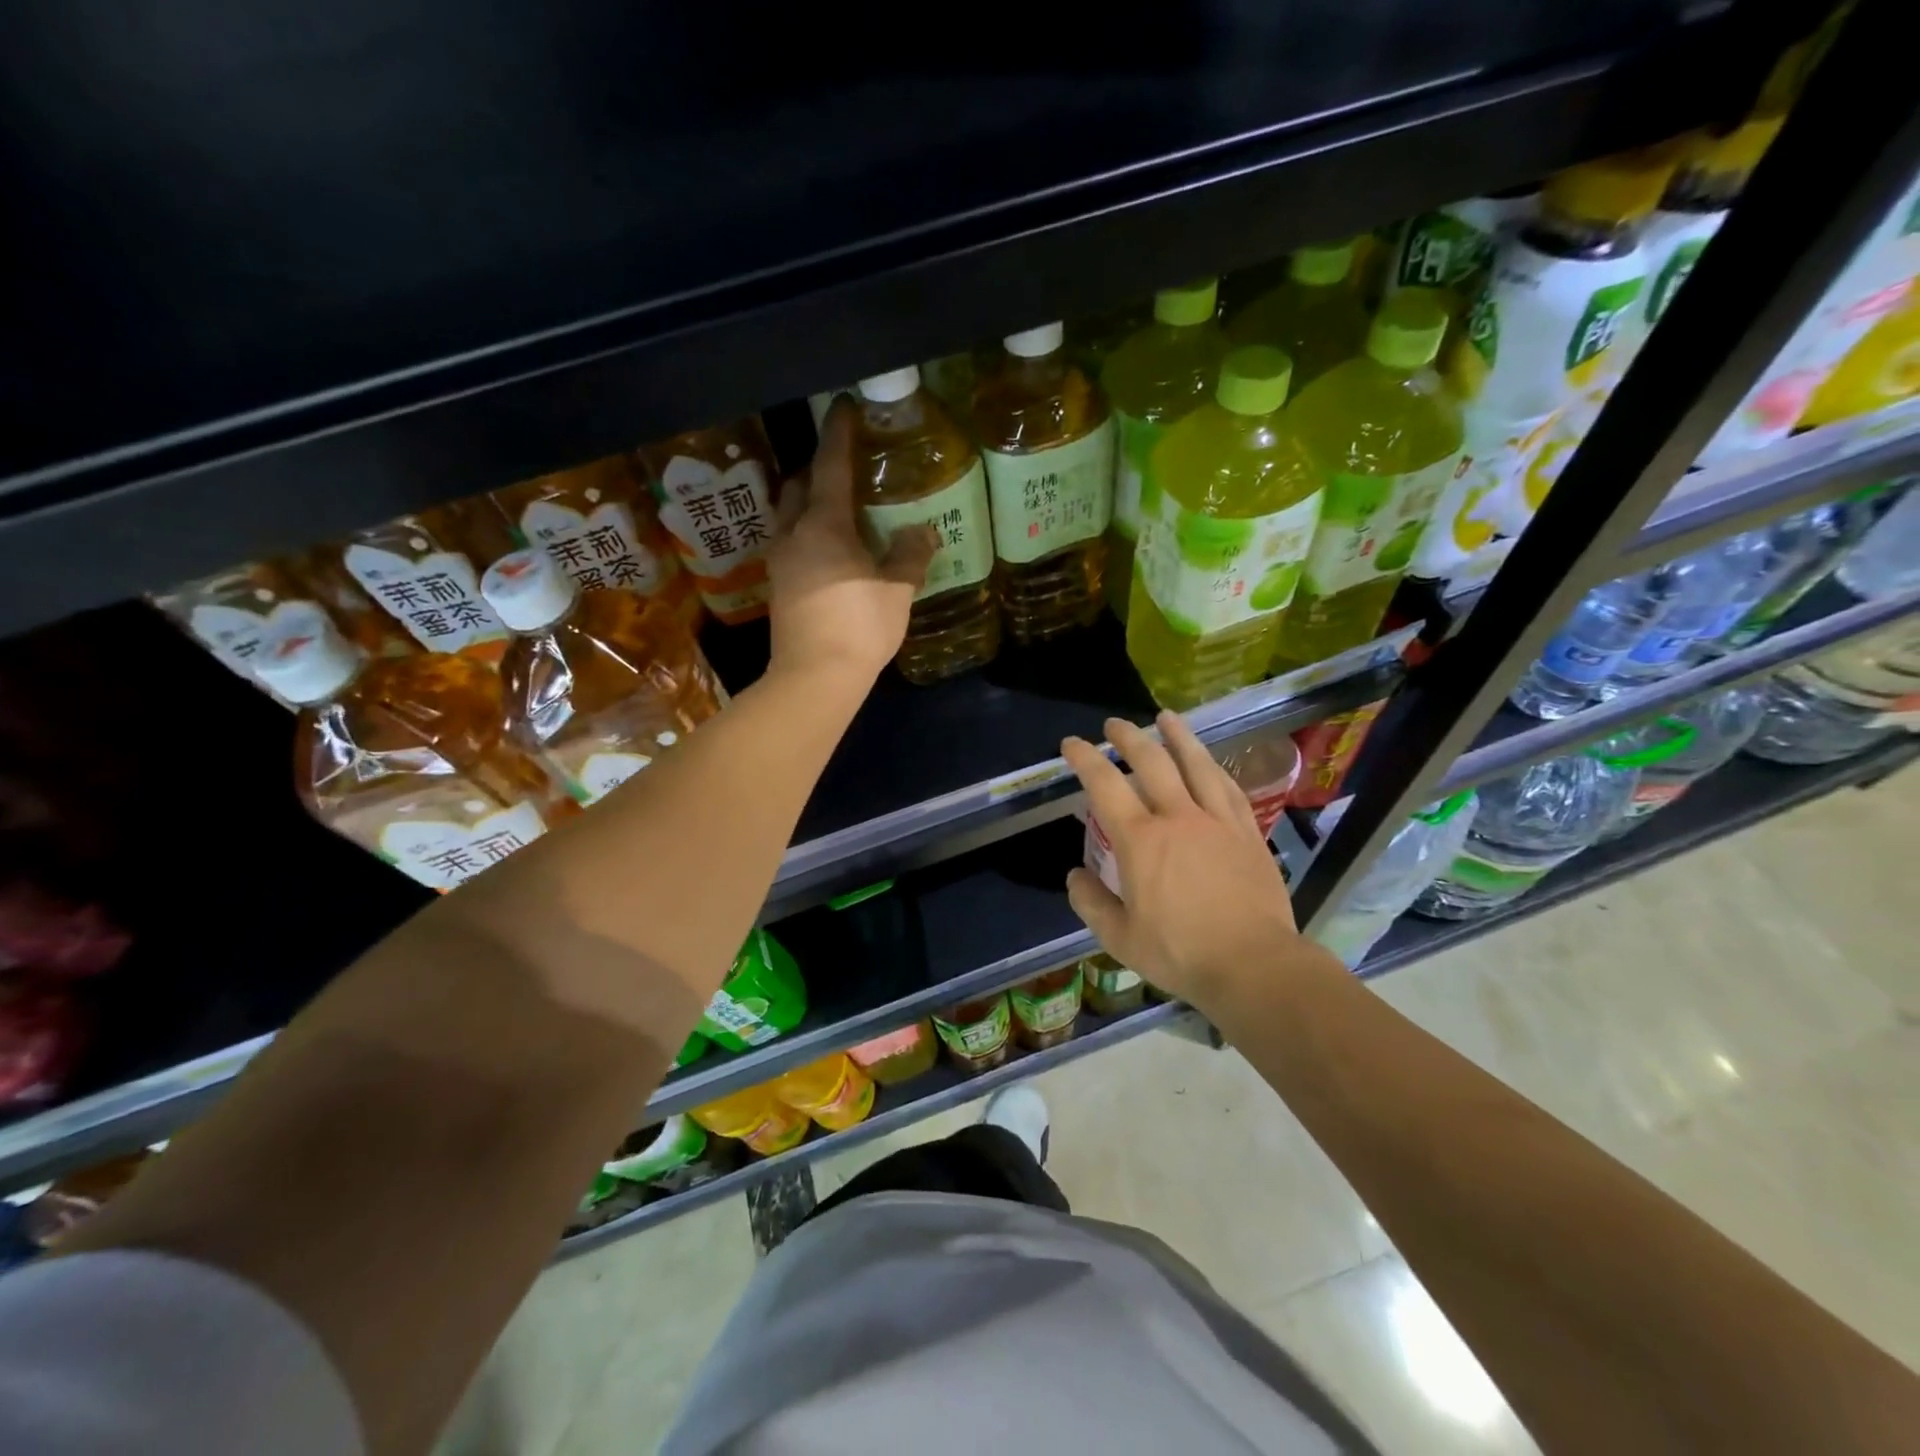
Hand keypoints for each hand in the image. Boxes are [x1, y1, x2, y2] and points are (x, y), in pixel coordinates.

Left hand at [766, 401, 937, 683]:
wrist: (815, 676)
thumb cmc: (859, 626)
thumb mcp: (896, 589)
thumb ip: (909, 555)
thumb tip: (922, 532)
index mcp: (823, 525)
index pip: (830, 467)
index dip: (839, 435)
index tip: (845, 408)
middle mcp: (793, 534)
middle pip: (797, 487)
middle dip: (816, 470)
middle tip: (842, 468)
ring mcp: (780, 562)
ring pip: (787, 516)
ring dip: (806, 503)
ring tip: (834, 509)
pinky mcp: (778, 588)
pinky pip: (789, 544)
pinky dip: (805, 533)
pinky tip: (826, 549)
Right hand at [1062, 712, 1304, 1012]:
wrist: (1254, 964)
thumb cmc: (1181, 953)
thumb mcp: (1120, 938)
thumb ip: (1091, 903)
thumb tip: (1075, 875)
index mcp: (1141, 840)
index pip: (1105, 785)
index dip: (1085, 758)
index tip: (1072, 744)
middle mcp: (1178, 817)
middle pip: (1151, 762)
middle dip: (1128, 738)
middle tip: (1114, 725)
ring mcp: (1217, 821)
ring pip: (1196, 765)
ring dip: (1177, 737)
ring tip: (1166, 717)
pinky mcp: (1247, 832)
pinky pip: (1228, 788)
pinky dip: (1214, 768)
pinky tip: (1209, 761)